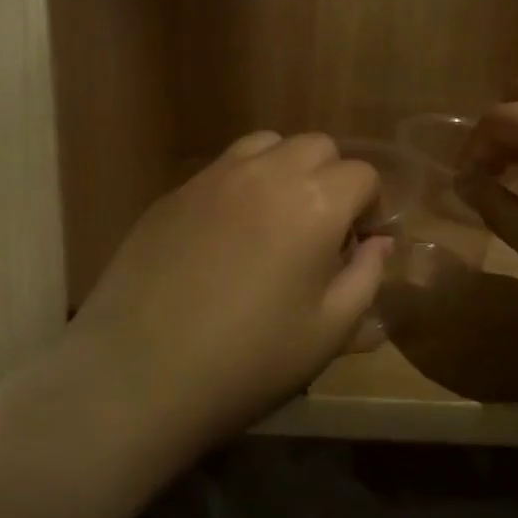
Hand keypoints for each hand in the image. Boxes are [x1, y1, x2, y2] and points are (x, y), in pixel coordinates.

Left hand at [64, 132, 390, 450]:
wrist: (139, 372)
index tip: (359, 245)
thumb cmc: (249, 360)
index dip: (371, 207)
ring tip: (276, 220)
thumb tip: (378, 245)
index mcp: (315, 202)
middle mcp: (267, 172)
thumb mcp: (328, 332)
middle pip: (317, 146)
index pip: (362, 174)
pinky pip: (222, 169)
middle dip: (332, 178)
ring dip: (285, 170)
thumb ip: (365, 278)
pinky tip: (226, 236)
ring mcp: (214, 177)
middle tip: (322, 231)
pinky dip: (241, 185)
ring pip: (266, 144)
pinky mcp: (174, 192)